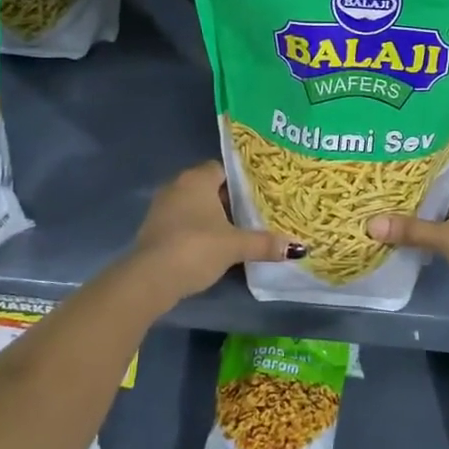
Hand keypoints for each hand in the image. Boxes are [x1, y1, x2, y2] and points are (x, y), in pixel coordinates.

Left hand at [127, 161, 301, 304]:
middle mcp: (177, 186)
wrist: (149, 279)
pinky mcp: (153, 230)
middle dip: (229, 200)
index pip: (223, 169)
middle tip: (254, 214)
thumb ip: (265, 243)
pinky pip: (182, 223)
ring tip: (237, 232)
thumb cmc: (196, 248)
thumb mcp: (235, 245)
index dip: (241, 181)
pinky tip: (212, 247)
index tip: (259, 194)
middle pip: (209, 187)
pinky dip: (196, 231)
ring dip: (211, 218)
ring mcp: (161, 208)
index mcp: (197, 179)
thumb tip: (298, 247)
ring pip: (194, 206)